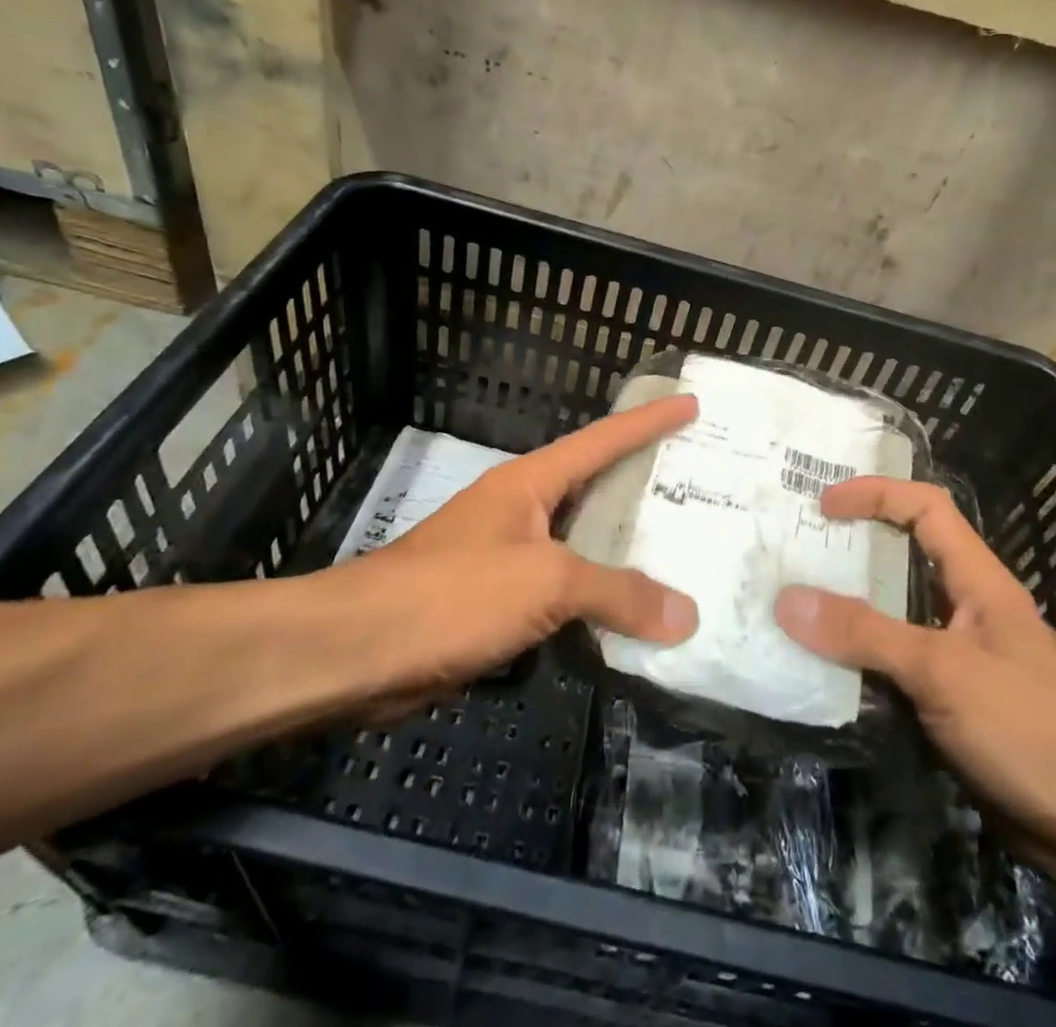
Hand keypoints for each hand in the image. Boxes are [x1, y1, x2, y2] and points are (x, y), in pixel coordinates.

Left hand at [329, 396, 700, 707]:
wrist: (356, 652)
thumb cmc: (453, 593)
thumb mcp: (545, 582)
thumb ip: (618, 594)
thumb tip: (687, 616)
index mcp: (530, 483)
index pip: (602, 440)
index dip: (648, 420)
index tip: (690, 403)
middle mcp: (521, 510)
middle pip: (595, 489)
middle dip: (644, 488)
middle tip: (699, 489)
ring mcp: (505, 556)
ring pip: (580, 546)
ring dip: (622, 553)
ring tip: (679, 555)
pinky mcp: (493, 603)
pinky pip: (561, 593)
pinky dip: (595, 601)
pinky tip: (626, 618)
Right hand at [775, 477, 1055, 865]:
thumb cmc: (1031, 728)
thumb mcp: (942, 671)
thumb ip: (865, 634)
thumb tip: (787, 599)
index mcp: (977, 581)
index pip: (926, 508)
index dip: (876, 494)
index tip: (824, 506)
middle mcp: (967, 610)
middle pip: (903, 562)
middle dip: (851, 553)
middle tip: (793, 555)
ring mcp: (961, 661)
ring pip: (894, 620)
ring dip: (848, 615)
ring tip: (794, 611)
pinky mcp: (953, 708)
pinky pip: (896, 672)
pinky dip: (860, 667)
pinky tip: (823, 677)